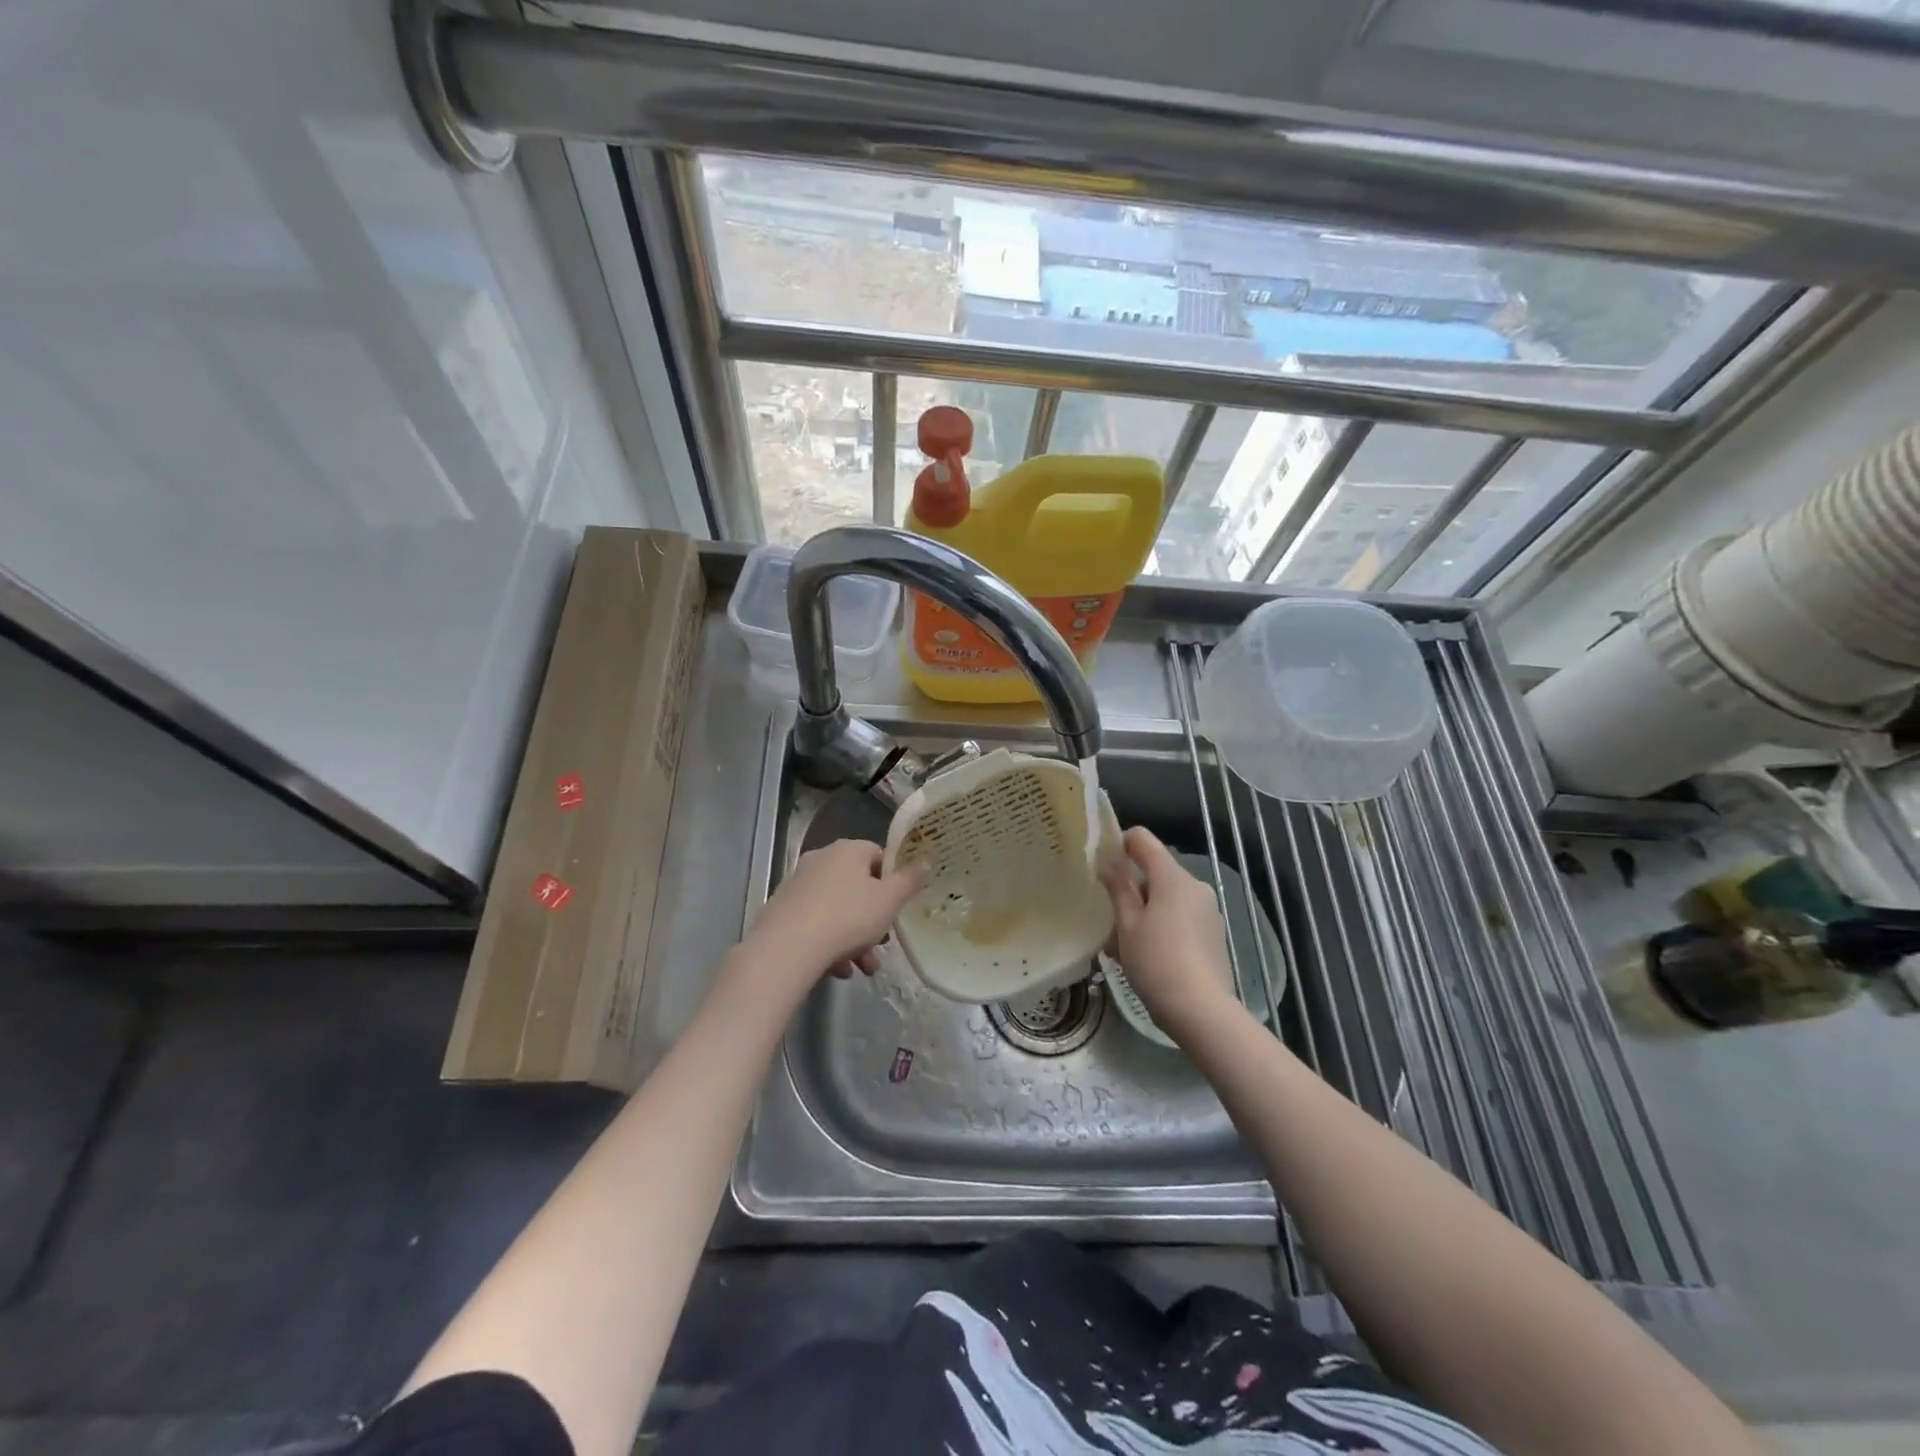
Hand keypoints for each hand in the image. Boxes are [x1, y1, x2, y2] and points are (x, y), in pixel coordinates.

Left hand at [741, 839, 929, 990]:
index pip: (878, 856)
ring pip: (837, 910)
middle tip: (883, 943)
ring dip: (855, 938)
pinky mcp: (782, 911)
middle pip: (858, 887)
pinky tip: (838, 970)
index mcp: (848, 850)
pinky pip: (816, 924)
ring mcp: (798, 885)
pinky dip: (830, 944)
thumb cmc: (848, 917)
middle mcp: (821, 860)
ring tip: (864, 968)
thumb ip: (911, 880)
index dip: (893, 881)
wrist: (786, 949)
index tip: (899, 906)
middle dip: (874, 918)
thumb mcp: (890, 900)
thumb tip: (927, 861)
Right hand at [1099, 827, 1238, 1036]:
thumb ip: (1118, 889)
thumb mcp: (1127, 925)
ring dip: (1147, 907)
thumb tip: (1108, 863)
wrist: (1201, 1010)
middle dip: (1133, 885)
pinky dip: (1164, 923)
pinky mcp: (1214, 932)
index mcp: (1172, 877)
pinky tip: (1150, 952)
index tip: (1102, 863)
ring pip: (1169, 895)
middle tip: (1109, 913)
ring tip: (1126, 939)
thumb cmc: (1156, 961)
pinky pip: (1182, 915)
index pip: (1143, 840)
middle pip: (1157, 870)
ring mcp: (1208, 910)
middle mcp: (1195, 885)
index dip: (1120, 843)